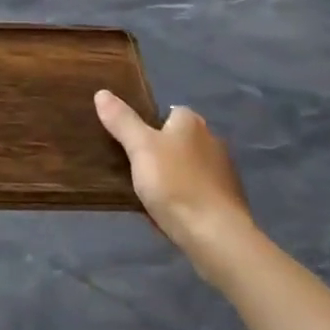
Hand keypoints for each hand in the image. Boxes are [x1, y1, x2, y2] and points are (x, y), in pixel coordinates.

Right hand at [94, 90, 252, 257]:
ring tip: (149, 193)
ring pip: (188, 167)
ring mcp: (223, 172)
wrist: (216, 236)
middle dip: (160, 152)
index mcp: (192, 123)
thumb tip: (102, 93)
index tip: (131, 143)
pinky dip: (185, 197)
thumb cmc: (175, 184)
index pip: (169, 112)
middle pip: (178, 140)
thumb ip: (122, 120)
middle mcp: (212, 140)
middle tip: (134, 169)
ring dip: (173, 176)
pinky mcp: (227, 201)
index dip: (149, 125)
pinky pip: (198, 191)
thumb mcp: (140, 148)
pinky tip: (170, 211)